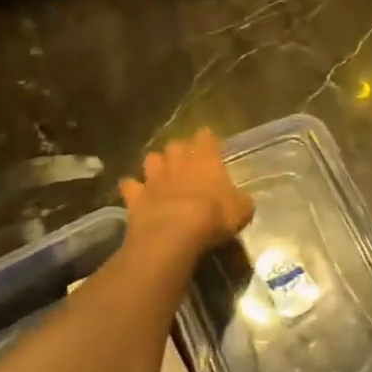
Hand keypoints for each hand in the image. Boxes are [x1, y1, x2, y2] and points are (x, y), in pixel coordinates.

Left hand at [120, 129, 253, 256]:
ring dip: (156, 165)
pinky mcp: (135, 196)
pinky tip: (135, 193)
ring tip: (160, 174)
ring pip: (151, 159)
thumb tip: (240, 201)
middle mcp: (178, 161)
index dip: (208, 139)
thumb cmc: (214, 216)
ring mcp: (154, 177)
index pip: (206, 137)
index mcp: (205, 158)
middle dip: (180, 150)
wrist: (174, 234)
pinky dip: (132, 187)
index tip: (212, 144)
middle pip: (176, 144)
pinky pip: (129, 185)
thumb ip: (240, 200)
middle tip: (186, 161)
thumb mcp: (242, 209)